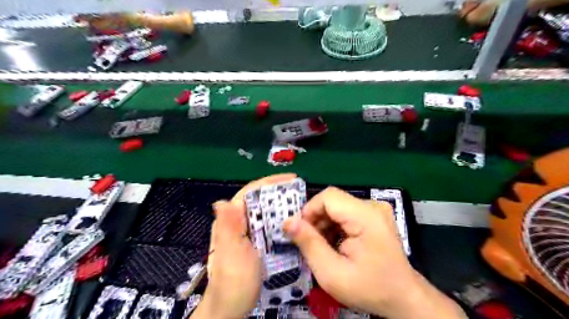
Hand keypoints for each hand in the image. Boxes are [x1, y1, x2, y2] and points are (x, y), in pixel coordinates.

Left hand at [193, 175, 298, 318]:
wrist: (230, 309)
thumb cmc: (233, 283)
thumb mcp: (232, 255)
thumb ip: (229, 229)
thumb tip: (222, 201)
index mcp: (229, 220)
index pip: (249, 193)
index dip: (269, 183)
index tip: (291, 179)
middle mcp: (235, 222)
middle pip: (258, 200)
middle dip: (278, 193)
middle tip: (300, 192)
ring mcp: (243, 232)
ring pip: (263, 212)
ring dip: (280, 206)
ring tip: (299, 205)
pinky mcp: (251, 242)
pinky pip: (266, 225)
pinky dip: (279, 221)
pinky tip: (291, 224)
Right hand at [282, 187, 463, 318]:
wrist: (403, 297)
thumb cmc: (370, 288)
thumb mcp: (332, 273)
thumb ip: (309, 244)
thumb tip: (288, 222)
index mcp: (366, 216)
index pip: (328, 196)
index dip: (309, 210)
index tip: (300, 232)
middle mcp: (373, 206)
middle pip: (333, 201)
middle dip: (316, 220)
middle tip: (310, 243)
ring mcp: (376, 210)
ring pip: (338, 207)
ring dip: (324, 224)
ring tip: (322, 246)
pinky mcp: (375, 215)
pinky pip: (346, 213)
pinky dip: (335, 226)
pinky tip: (334, 243)